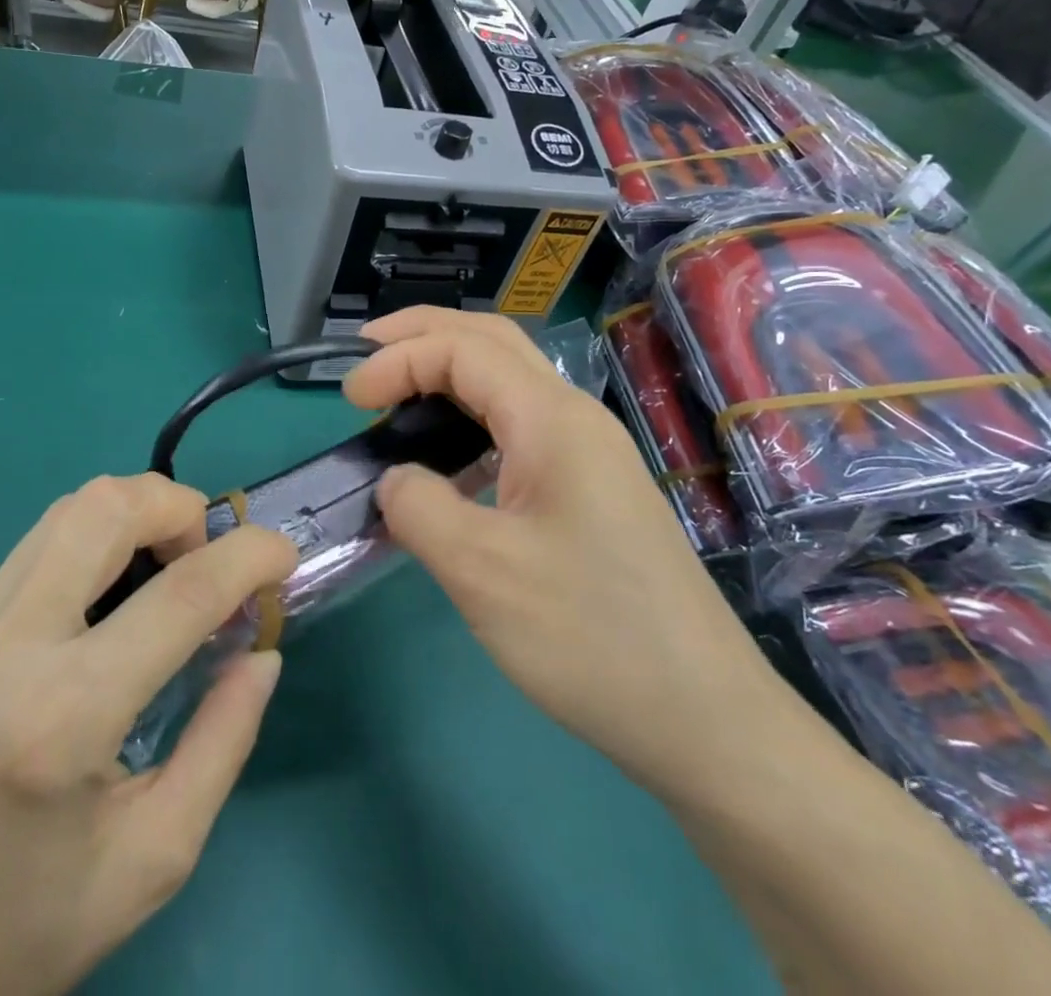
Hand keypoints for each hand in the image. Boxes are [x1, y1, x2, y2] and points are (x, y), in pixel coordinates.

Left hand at [0, 474, 297, 995]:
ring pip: (67, 511)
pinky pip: (38, 547)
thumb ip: (225, 738)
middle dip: (180, 507)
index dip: (248, 556)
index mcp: (62, 719)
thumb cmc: (30, 931)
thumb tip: (261, 651)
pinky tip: (114, 595)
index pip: (179, 594)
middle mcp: (3, 651)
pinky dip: (97, 542)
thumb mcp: (158, 855)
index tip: (283, 554)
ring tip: (170, 566)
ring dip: (137, 514)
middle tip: (210, 556)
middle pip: (105, 509)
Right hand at [344, 308, 773, 793]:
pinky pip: (521, 428)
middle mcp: (574, 418)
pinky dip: (473, 420)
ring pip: (509, 381)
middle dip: (424, 334)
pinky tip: (448, 463)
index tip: (347, 399)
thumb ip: (420, 508)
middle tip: (366, 353)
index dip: (398, 360)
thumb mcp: (483, 572)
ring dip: (450, 372)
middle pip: (492, 341)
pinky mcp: (591, 489)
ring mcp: (589, 452)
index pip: (463, 350)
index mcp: (552, 420)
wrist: (704, 717)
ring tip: (398, 394)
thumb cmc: (591, 637)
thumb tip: (395, 480)